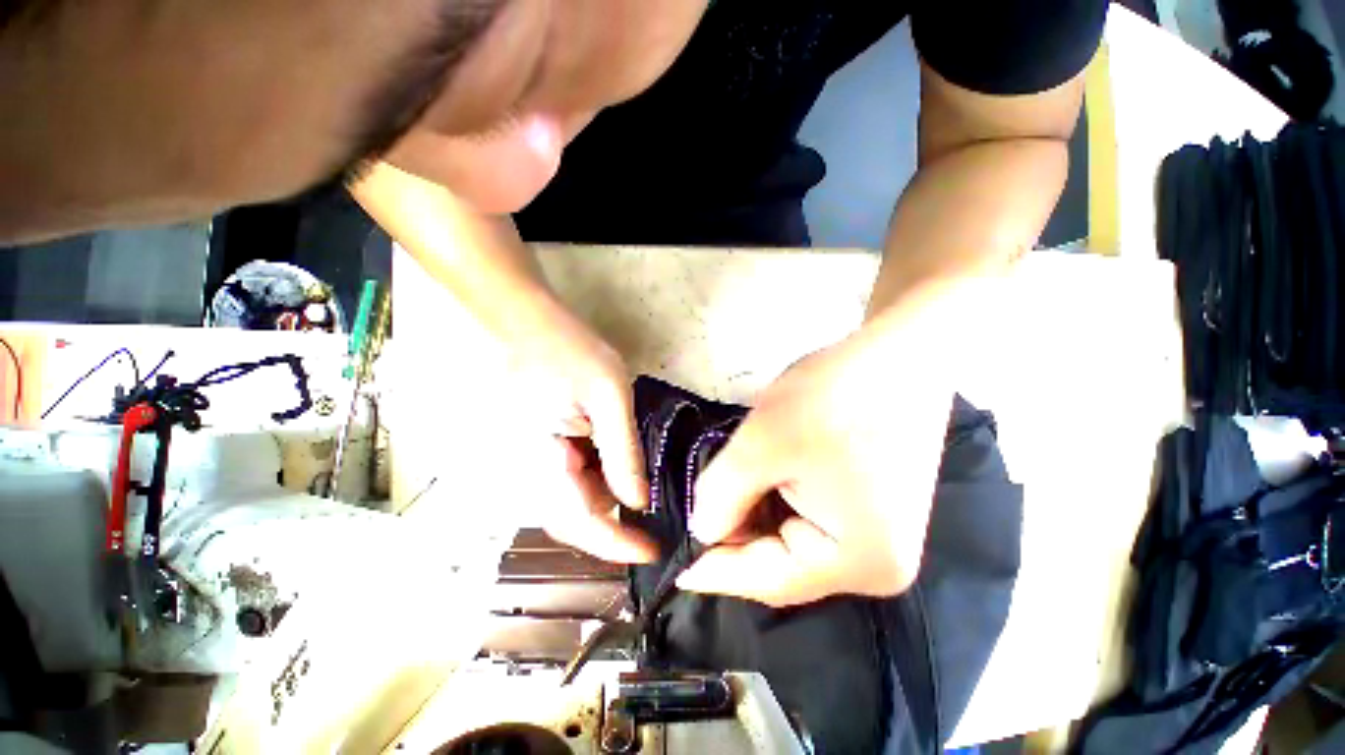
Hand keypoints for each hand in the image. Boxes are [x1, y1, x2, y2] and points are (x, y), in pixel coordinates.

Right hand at [502, 296, 655, 563]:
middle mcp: (521, 473)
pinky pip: (564, 479)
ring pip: (571, 500)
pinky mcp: (532, 449)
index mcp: (537, 462)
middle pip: (573, 518)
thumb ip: (623, 453)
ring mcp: (523, 462)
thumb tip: (637, 502)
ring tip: (638, 472)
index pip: (580, 522)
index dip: (618, 544)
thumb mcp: (608, 396)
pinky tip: (614, 457)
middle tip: (654, 508)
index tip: (653, 551)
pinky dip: (595, 476)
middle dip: (616, 519)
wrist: (525, 321)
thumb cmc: (567, 349)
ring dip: (607, 494)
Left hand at [679, 314, 954, 605]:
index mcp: (858, 561)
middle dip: (737, 534)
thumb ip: (721, 496)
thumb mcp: (760, 446)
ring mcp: (882, 536)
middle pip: (783, 562)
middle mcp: (877, 564)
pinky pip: (812, 521)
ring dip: (756, 514)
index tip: (676, 574)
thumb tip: (702, 530)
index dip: (716, 574)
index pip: (769, 580)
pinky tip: (763, 477)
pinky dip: (778, 502)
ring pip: (794, 539)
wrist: (898, 352)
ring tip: (730, 484)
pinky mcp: (876, 509)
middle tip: (699, 509)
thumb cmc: (831, 400)